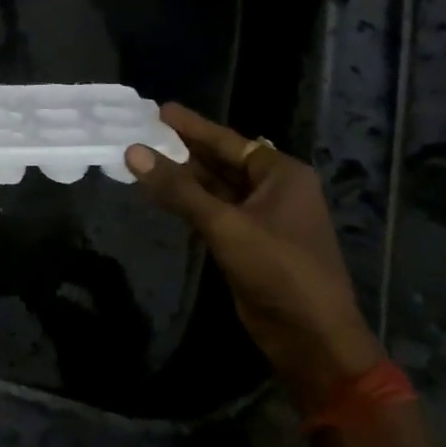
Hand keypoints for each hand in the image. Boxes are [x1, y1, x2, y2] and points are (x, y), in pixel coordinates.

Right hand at [126, 103, 382, 408]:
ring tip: (141, 158)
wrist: (311, 337)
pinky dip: (188, 203)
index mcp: (281, 174)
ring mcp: (261, 218)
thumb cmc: (278, 270)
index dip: (192, 126)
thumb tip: (134, 152)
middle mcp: (273, 190)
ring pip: (214, 189)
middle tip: (141, 133)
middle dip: (183, 150)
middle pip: (220, 162)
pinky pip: (213, 213)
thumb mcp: (225, 224)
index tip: (158, 109)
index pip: (228, 140)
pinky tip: (160, 195)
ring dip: (182, 178)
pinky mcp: (248, 244)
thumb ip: (178, 189)